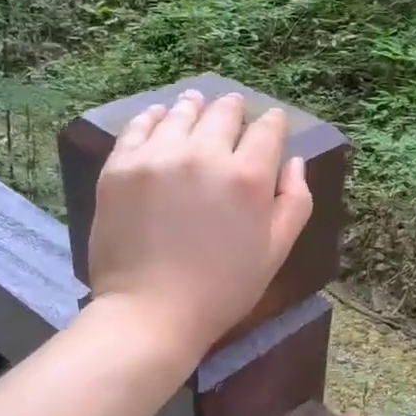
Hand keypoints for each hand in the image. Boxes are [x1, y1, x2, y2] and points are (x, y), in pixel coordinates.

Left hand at [89, 87, 312, 363]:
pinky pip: (139, 127)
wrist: (150, 313)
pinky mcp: (121, 166)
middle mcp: (204, 154)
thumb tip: (294, 161)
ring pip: (181, 114)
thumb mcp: (276, 251)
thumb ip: (295, 202)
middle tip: (233, 107)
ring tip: (196, 102)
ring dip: (195, 106)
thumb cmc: (222, 289)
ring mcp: (158, 156)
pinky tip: (160, 116)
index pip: (267, 130)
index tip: (272, 122)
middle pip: (223, 113)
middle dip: (233, 108)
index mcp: (248, 177)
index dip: (273, 122)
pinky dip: (154, 117)